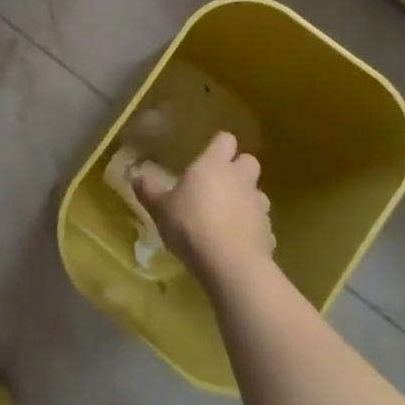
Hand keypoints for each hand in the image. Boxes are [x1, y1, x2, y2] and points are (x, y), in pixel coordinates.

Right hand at [134, 131, 274, 288]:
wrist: (230, 264)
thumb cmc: (191, 225)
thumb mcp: (160, 208)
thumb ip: (149, 189)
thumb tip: (135, 174)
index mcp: (214, 165)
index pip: (225, 140)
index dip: (219, 146)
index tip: (208, 155)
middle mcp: (240, 179)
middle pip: (249, 161)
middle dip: (238, 169)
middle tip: (219, 183)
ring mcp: (259, 206)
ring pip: (258, 193)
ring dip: (247, 199)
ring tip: (229, 214)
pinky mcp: (269, 233)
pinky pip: (262, 224)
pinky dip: (252, 228)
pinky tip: (237, 240)